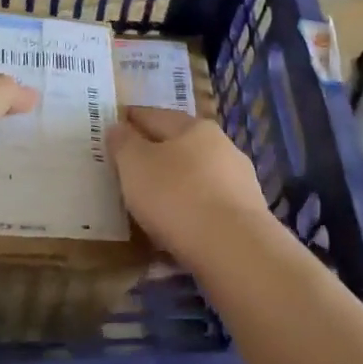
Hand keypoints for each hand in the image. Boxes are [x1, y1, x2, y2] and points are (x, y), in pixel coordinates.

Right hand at [106, 107, 274, 266]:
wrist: (234, 247)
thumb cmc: (177, 196)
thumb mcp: (136, 165)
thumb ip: (124, 143)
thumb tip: (119, 127)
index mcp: (195, 127)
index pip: (155, 115)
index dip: (132, 118)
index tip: (116, 123)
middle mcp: (222, 147)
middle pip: (181, 144)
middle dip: (156, 151)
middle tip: (130, 164)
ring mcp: (239, 181)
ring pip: (197, 176)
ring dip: (175, 183)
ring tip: (152, 199)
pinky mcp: (246, 215)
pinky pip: (207, 206)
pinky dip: (190, 210)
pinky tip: (177, 225)